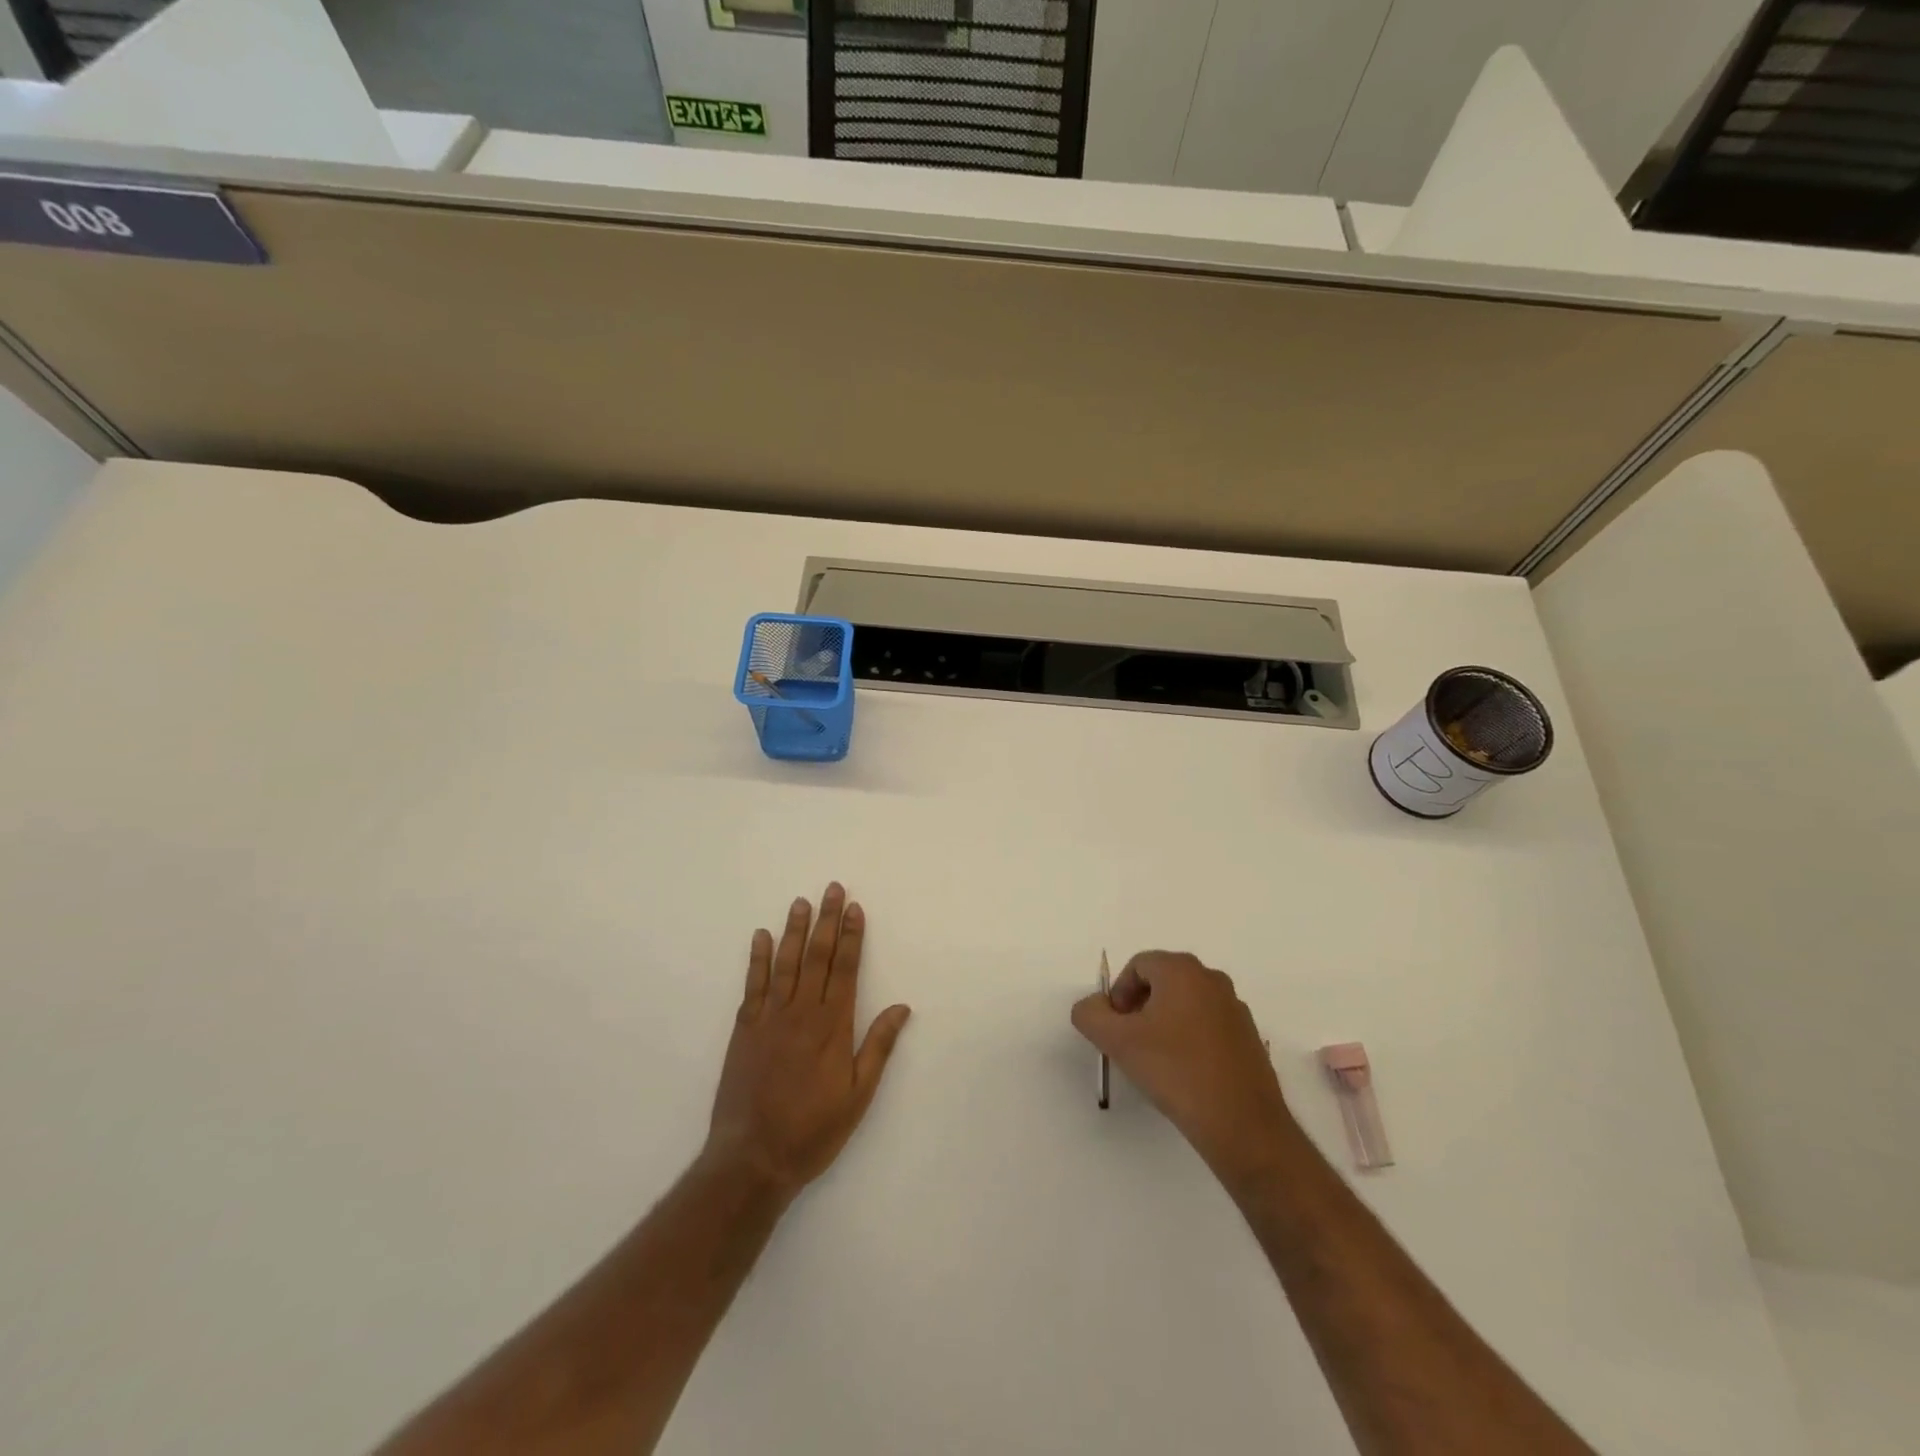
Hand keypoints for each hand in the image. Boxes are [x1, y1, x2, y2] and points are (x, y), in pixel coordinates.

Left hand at [704, 884, 911, 1200]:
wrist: (753, 1158)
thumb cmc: (813, 1130)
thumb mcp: (858, 1096)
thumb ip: (878, 1047)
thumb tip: (902, 1007)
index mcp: (833, 1027)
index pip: (846, 969)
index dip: (851, 936)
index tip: (854, 908)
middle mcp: (802, 1013)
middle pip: (817, 957)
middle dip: (826, 921)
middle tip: (832, 888)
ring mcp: (770, 1018)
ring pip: (786, 963)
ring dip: (794, 930)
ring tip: (801, 902)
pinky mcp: (745, 1029)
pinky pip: (753, 985)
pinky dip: (758, 958)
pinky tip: (761, 936)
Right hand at [1072, 951, 1295, 1185]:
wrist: (1242, 1125)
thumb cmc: (1175, 1071)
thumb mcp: (1117, 1041)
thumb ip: (1091, 1014)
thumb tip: (1093, 1006)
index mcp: (1182, 970)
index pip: (1137, 966)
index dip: (1119, 995)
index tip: (1116, 1030)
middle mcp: (1212, 979)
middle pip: (1162, 982)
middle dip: (1140, 1008)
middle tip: (1131, 1044)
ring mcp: (1235, 1008)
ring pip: (1186, 1005)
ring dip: (1164, 1024)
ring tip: (1157, 1063)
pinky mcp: (1249, 1038)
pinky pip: (1208, 1026)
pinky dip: (1190, 1040)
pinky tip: (1186, 1075)